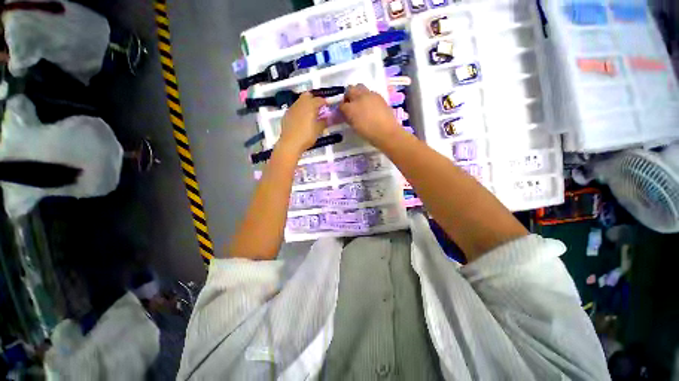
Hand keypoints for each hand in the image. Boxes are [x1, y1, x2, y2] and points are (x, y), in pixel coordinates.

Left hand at [278, 92, 327, 154]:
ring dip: (306, 105)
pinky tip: (302, 120)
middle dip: (314, 99)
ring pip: (300, 101)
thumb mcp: (318, 130)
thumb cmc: (306, 136)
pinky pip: (295, 108)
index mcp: (310, 105)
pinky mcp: (286, 114)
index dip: (324, 102)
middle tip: (318, 108)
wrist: (290, 144)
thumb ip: (323, 122)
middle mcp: (300, 104)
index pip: (319, 100)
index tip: (328, 106)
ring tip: (310, 114)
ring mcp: (292, 108)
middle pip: (308, 96)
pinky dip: (300, 111)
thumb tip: (326, 118)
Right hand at [339, 84, 401, 147]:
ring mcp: (370, 95)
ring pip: (360, 87)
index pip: (341, 105)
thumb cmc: (368, 133)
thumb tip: (347, 115)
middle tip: (350, 104)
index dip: (341, 109)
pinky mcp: (379, 96)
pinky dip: (367, 97)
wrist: (386, 132)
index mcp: (351, 108)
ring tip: (360, 103)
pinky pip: (370, 92)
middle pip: (350, 90)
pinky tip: (370, 105)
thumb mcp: (355, 127)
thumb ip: (349, 119)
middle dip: (348, 95)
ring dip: (358, 93)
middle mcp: (359, 98)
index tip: (342, 113)